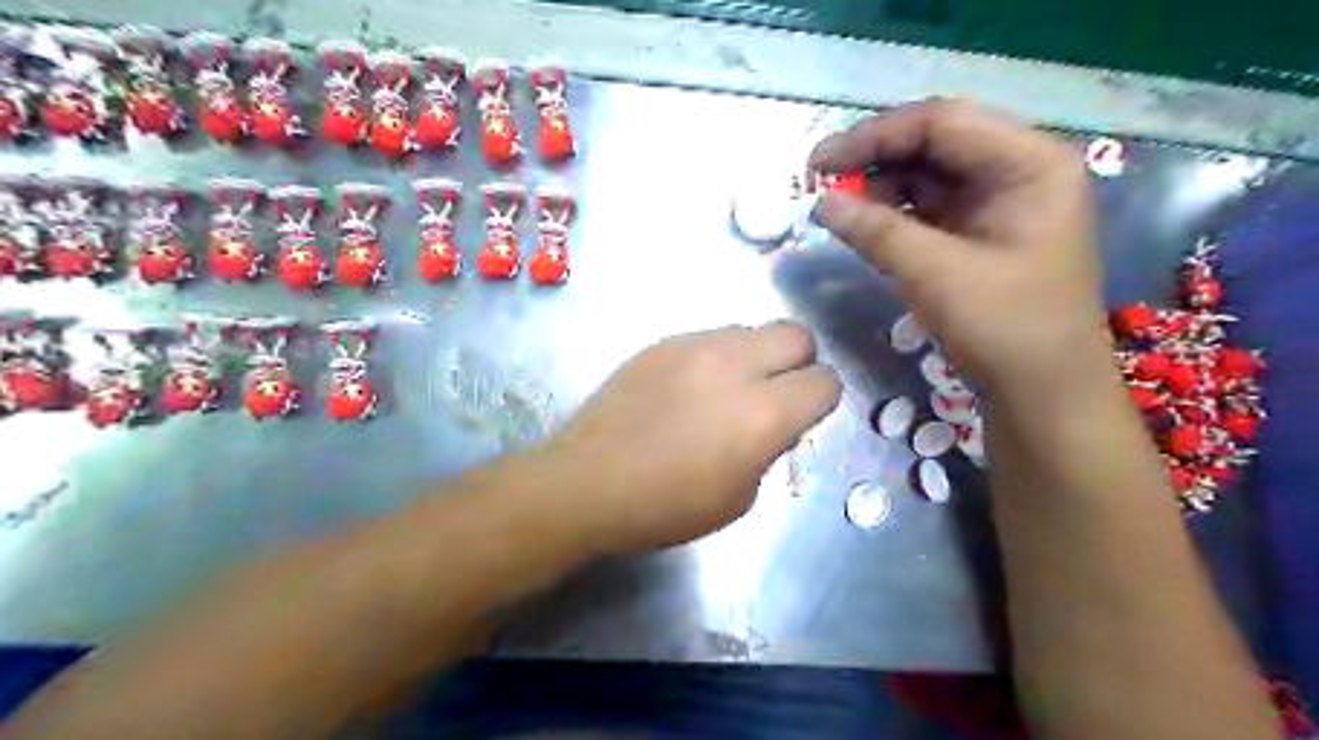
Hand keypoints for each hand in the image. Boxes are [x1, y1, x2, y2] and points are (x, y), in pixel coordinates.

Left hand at [545, 323, 833, 553]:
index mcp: (762, 413)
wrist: (588, 482)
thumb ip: (770, 448)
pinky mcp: (663, 342)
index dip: (821, 400)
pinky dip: (717, 357)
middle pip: (796, 335)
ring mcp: (695, 346)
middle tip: (775, 394)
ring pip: (751, 329)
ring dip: (755, 356)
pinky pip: (710, 337)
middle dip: (798, 363)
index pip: (824, 381)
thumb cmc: (666, 506)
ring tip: (727, 390)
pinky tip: (690, 388)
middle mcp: (735, 366)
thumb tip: (776, 421)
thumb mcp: (740, 497)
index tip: (803, 416)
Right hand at [811, 98, 1105, 398]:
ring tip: (838, 208)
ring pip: (927, 174)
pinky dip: (893, 213)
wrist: (1043, 393)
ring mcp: (999, 202)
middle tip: (821, 184)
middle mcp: (1018, 170)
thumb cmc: (1007, 329)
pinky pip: (928, 207)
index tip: (820, 163)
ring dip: (879, 187)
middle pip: (934, 144)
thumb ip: (877, 232)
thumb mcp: (938, 276)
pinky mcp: (980, 231)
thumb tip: (821, 201)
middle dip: (874, 160)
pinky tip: (864, 226)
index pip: (943, 123)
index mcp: (1030, 163)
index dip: (875, 136)